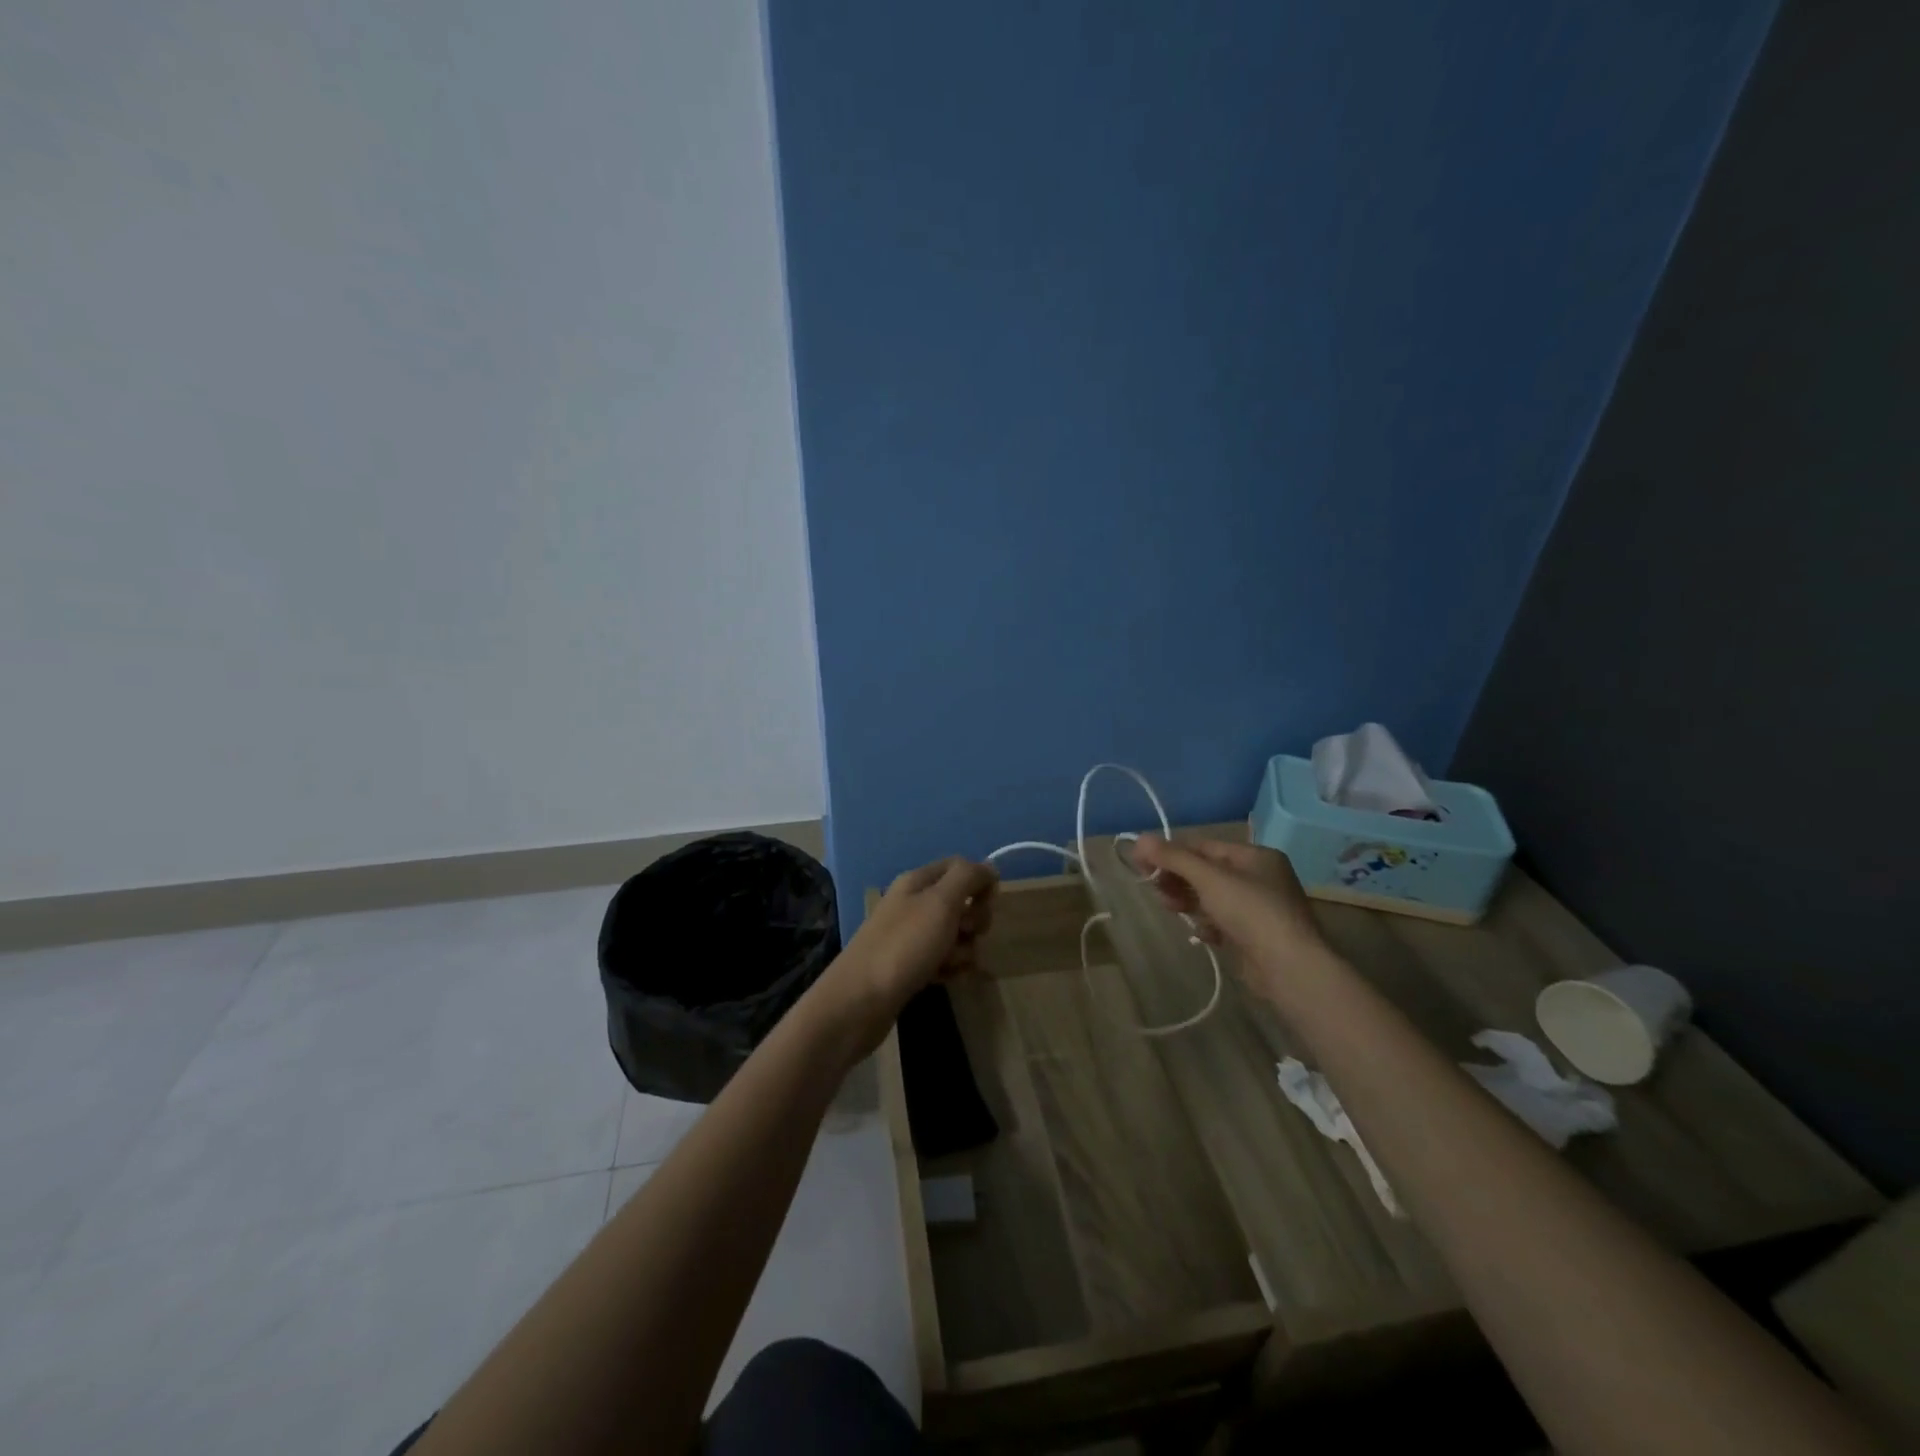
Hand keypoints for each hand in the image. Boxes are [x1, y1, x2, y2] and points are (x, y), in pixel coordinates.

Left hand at [823, 857, 997, 1050]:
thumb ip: (968, 878)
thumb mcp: (940, 903)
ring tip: (950, 964)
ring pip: (957, 935)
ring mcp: (912, 936)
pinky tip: (945, 980)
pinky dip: (951, 969)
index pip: (959, 866)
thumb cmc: (904, 946)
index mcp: (918, 882)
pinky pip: (945, 961)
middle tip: (965, 933)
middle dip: (974, 920)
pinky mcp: (912, 966)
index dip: (980, 881)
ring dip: (964, 950)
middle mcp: (915, 904)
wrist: (860, 1001)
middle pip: (961, 902)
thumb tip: (989, 867)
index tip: (989, 902)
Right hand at [1129, 834, 1329, 981]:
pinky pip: (1221, 922)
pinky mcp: (1254, 936)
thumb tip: (1140, 838)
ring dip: (1188, 901)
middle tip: (1155, 889)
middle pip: (1206, 872)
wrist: (1290, 968)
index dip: (1171, 852)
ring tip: (1171, 909)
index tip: (1141, 863)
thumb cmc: (1251, 911)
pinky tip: (1201, 934)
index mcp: (1255, 856)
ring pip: (1211, 898)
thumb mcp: (1209, 878)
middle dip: (1178, 879)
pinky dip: (1207, 924)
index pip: (1204, 846)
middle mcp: (1259, 878)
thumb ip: (1174, 858)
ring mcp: (1258, 908)